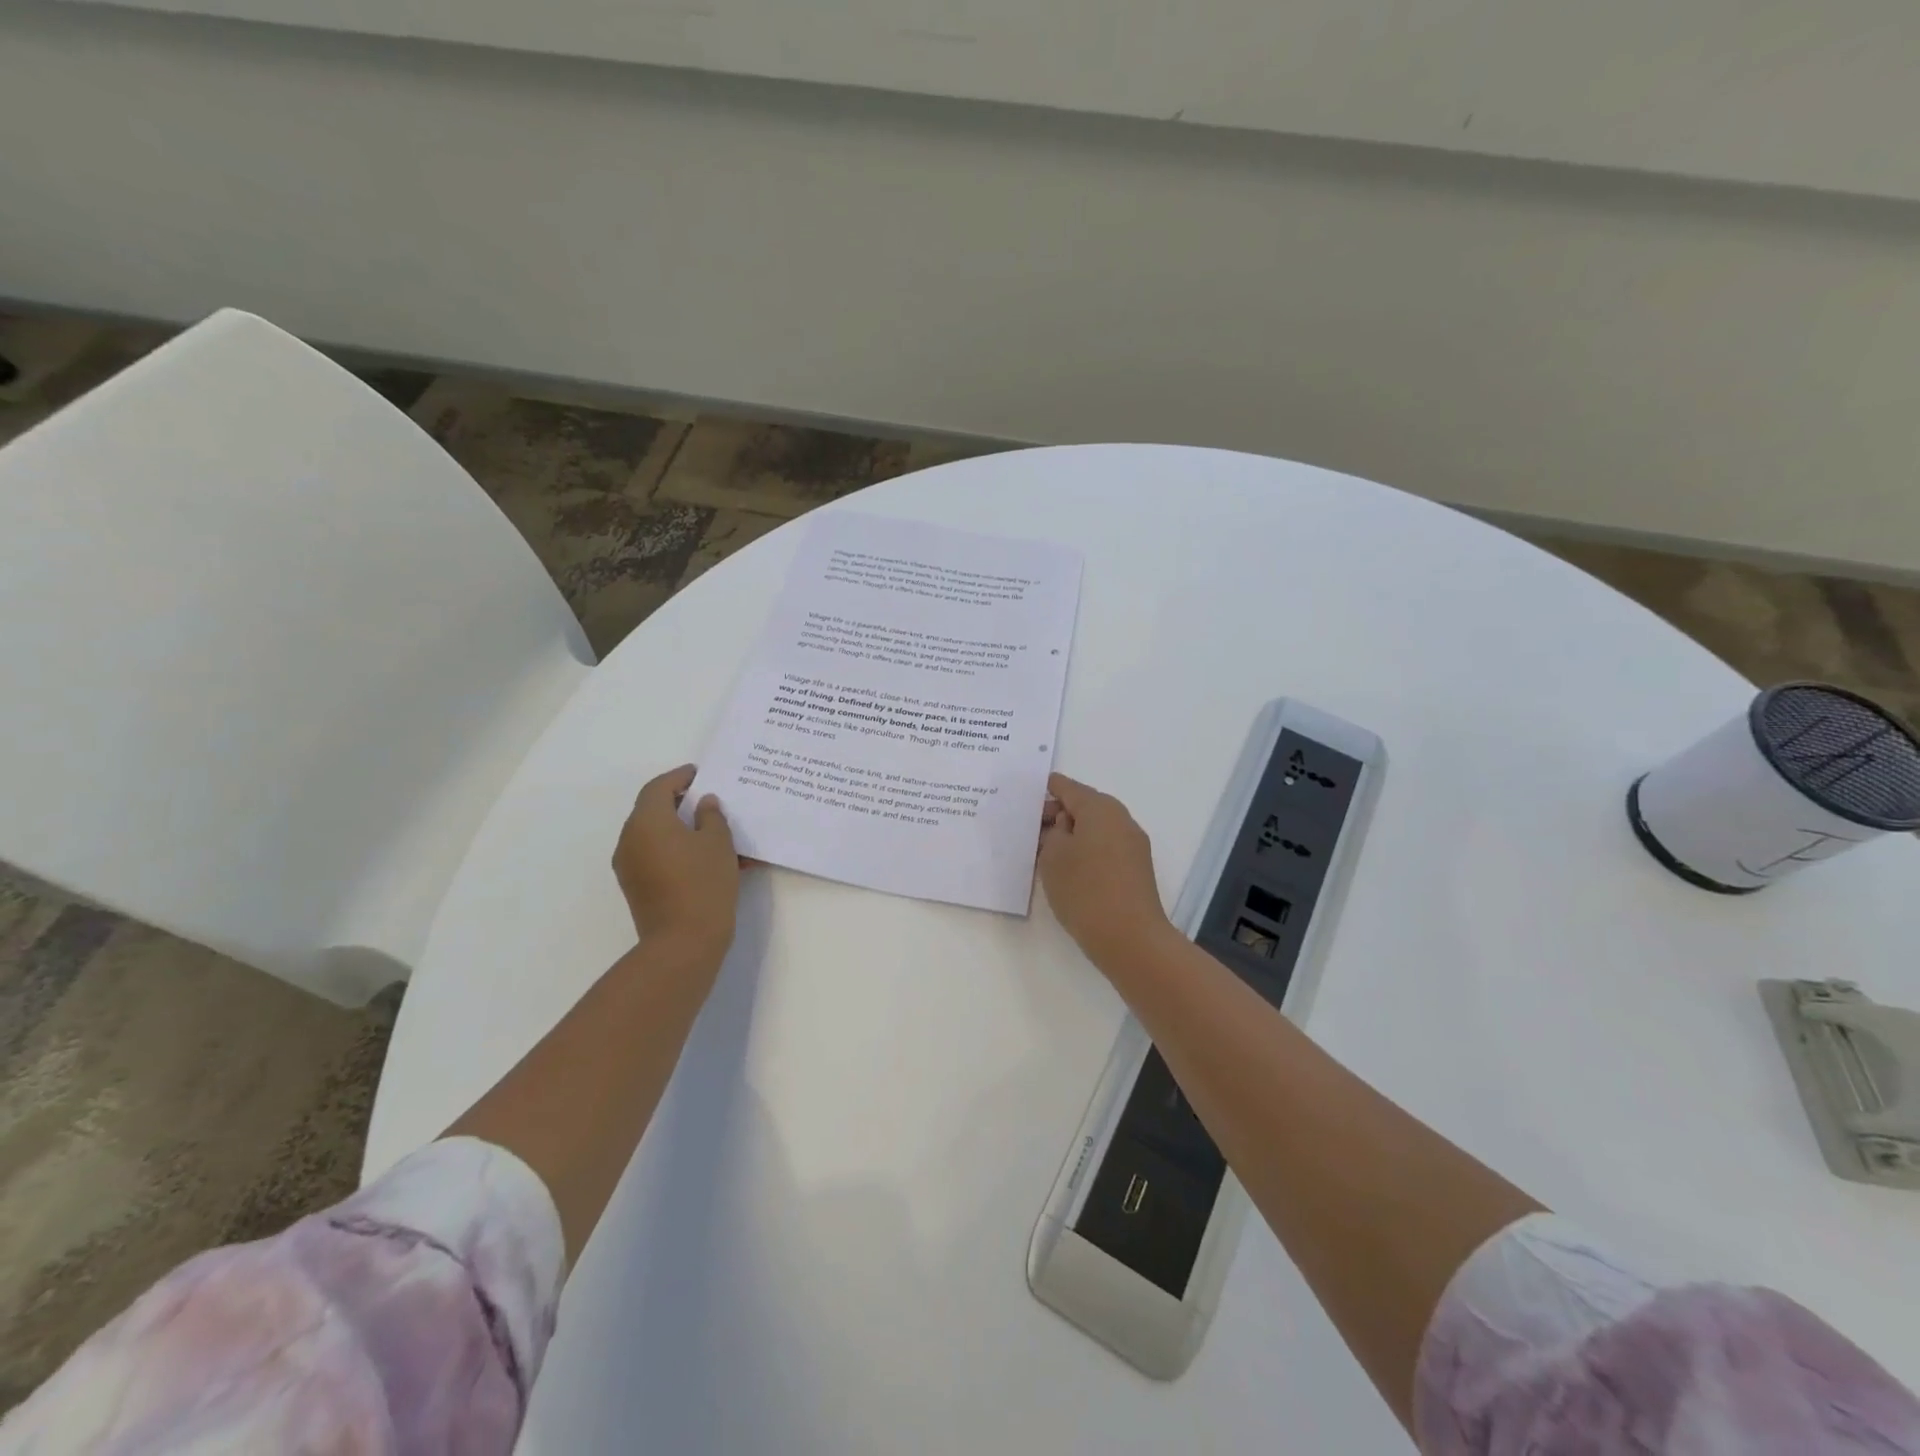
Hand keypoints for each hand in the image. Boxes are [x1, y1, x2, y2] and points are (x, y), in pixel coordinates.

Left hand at [613, 765, 740, 954]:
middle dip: (679, 802)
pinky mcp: (637, 887)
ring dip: (680, 829)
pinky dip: (677, 850)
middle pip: (652, 810)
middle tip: (707, 799)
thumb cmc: (703, 882)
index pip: (658, 787)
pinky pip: (656, 857)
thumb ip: (712, 816)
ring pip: (655, 835)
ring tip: (712, 831)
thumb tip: (704, 804)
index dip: (679, 777)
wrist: (684, 942)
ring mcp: (630, 866)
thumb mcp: (718, 842)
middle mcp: (630, 839)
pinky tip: (707, 858)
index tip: (700, 774)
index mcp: (647, 821)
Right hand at [1037, 773, 1175, 968]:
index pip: (1067, 787)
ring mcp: (1132, 845)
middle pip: (1083, 806)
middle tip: (1029, 827)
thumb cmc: (1085, 890)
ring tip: (1043, 850)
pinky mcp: (1135, 869)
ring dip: (1071, 835)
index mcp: (1100, 808)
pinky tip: (1067, 868)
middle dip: (1057, 814)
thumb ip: (1053, 832)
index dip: (1046, 789)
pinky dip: (1085, 850)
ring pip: (1094, 829)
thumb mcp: (1053, 856)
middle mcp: (1121, 819)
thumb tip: (1065, 825)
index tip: (1026, 794)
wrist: (1130, 939)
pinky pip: (1104, 848)